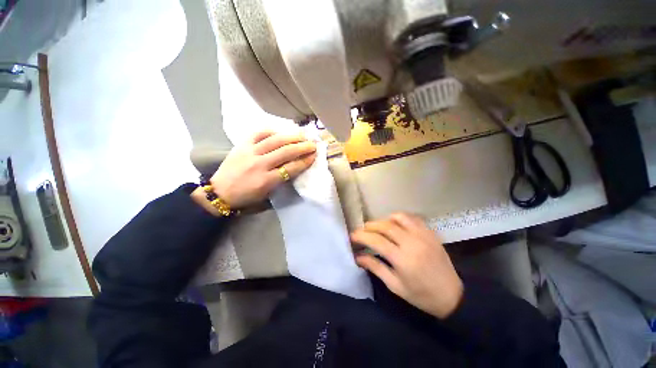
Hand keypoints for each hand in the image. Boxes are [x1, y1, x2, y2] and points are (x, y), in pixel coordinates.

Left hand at [201, 131, 316, 209]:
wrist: (219, 192)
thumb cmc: (246, 198)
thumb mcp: (266, 195)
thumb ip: (281, 181)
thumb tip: (295, 167)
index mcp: (266, 180)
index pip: (291, 168)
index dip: (304, 161)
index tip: (314, 156)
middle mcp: (259, 164)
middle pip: (286, 152)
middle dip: (302, 147)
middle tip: (313, 144)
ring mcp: (249, 152)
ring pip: (275, 140)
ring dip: (291, 136)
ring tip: (302, 134)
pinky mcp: (241, 145)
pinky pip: (258, 133)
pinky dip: (271, 131)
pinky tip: (280, 131)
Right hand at [351, 213, 462, 318]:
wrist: (452, 296)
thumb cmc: (421, 295)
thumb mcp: (395, 286)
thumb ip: (375, 268)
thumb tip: (357, 257)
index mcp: (402, 259)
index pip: (376, 241)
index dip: (361, 236)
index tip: (352, 235)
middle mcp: (412, 243)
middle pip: (385, 226)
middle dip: (370, 226)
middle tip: (363, 230)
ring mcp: (423, 235)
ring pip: (399, 217)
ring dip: (384, 219)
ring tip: (378, 226)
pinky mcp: (430, 233)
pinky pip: (413, 218)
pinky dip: (400, 217)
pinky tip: (396, 224)